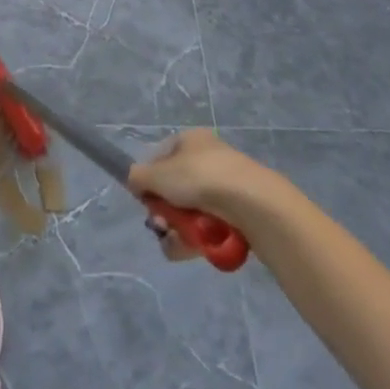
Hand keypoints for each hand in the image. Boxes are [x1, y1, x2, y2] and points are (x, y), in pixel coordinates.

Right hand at [129, 130, 276, 262]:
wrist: (253, 204)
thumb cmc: (200, 178)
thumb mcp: (158, 175)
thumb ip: (137, 177)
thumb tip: (135, 183)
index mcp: (190, 140)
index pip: (160, 158)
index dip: (150, 181)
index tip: (146, 200)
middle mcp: (208, 158)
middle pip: (174, 189)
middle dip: (165, 212)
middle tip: (163, 226)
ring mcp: (226, 187)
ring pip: (190, 212)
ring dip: (179, 230)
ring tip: (179, 242)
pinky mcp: (240, 214)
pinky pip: (210, 227)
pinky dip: (199, 239)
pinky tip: (195, 248)